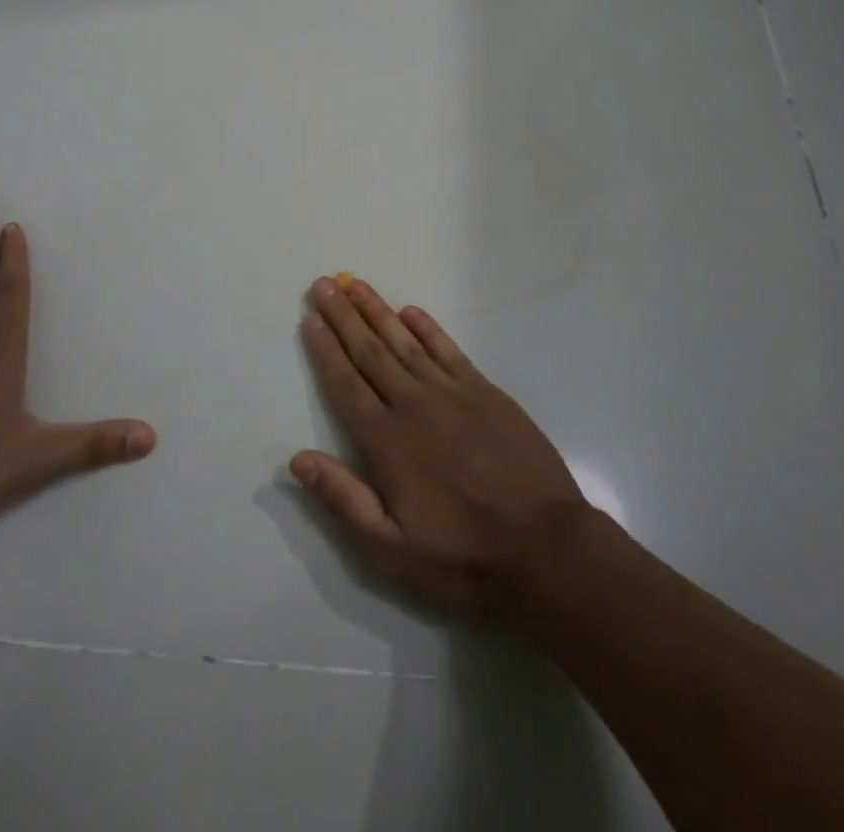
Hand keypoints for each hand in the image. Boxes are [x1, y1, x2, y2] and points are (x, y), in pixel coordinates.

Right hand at [290, 276, 588, 619]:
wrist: (546, 548)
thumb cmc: (463, 558)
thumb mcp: (392, 551)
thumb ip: (344, 500)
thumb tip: (297, 459)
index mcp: (387, 442)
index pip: (346, 384)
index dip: (325, 350)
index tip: (310, 318)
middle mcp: (414, 405)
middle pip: (370, 352)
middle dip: (344, 317)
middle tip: (324, 285)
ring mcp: (453, 393)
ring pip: (405, 342)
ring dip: (378, 311)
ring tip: (355, 285)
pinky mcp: (486, 392)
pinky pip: (449, 349)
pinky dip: (428, 328)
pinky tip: (411, 312)